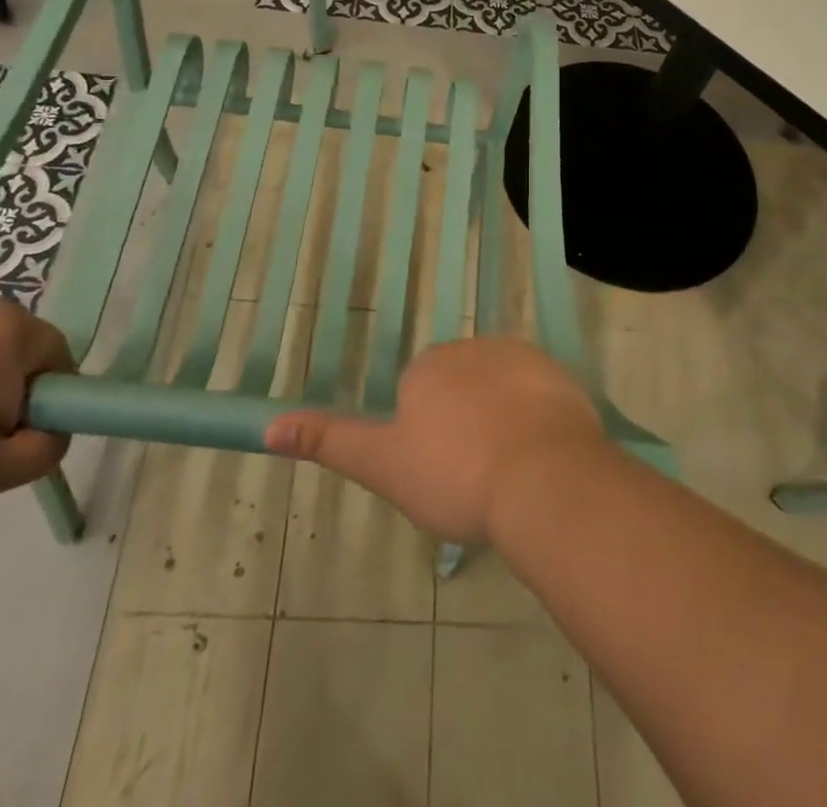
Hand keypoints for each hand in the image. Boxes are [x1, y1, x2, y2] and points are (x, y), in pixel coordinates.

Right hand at [264, 336, 611, 543]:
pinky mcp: (557, 372)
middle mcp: (470, 348)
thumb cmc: (455, 475)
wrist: (543, 477)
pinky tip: (542, 456)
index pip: (419, 394)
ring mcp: (518, 356)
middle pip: (460, 386)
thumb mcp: (383, 465)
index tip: (443, 473)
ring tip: (512, 472)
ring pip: (500, 388)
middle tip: (477, 475)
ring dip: (502, 418)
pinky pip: (539, 393)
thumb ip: (330, 441)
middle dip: (464, 420)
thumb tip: (269, 425)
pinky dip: (537, 417)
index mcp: (427, 368)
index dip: (428, 437)